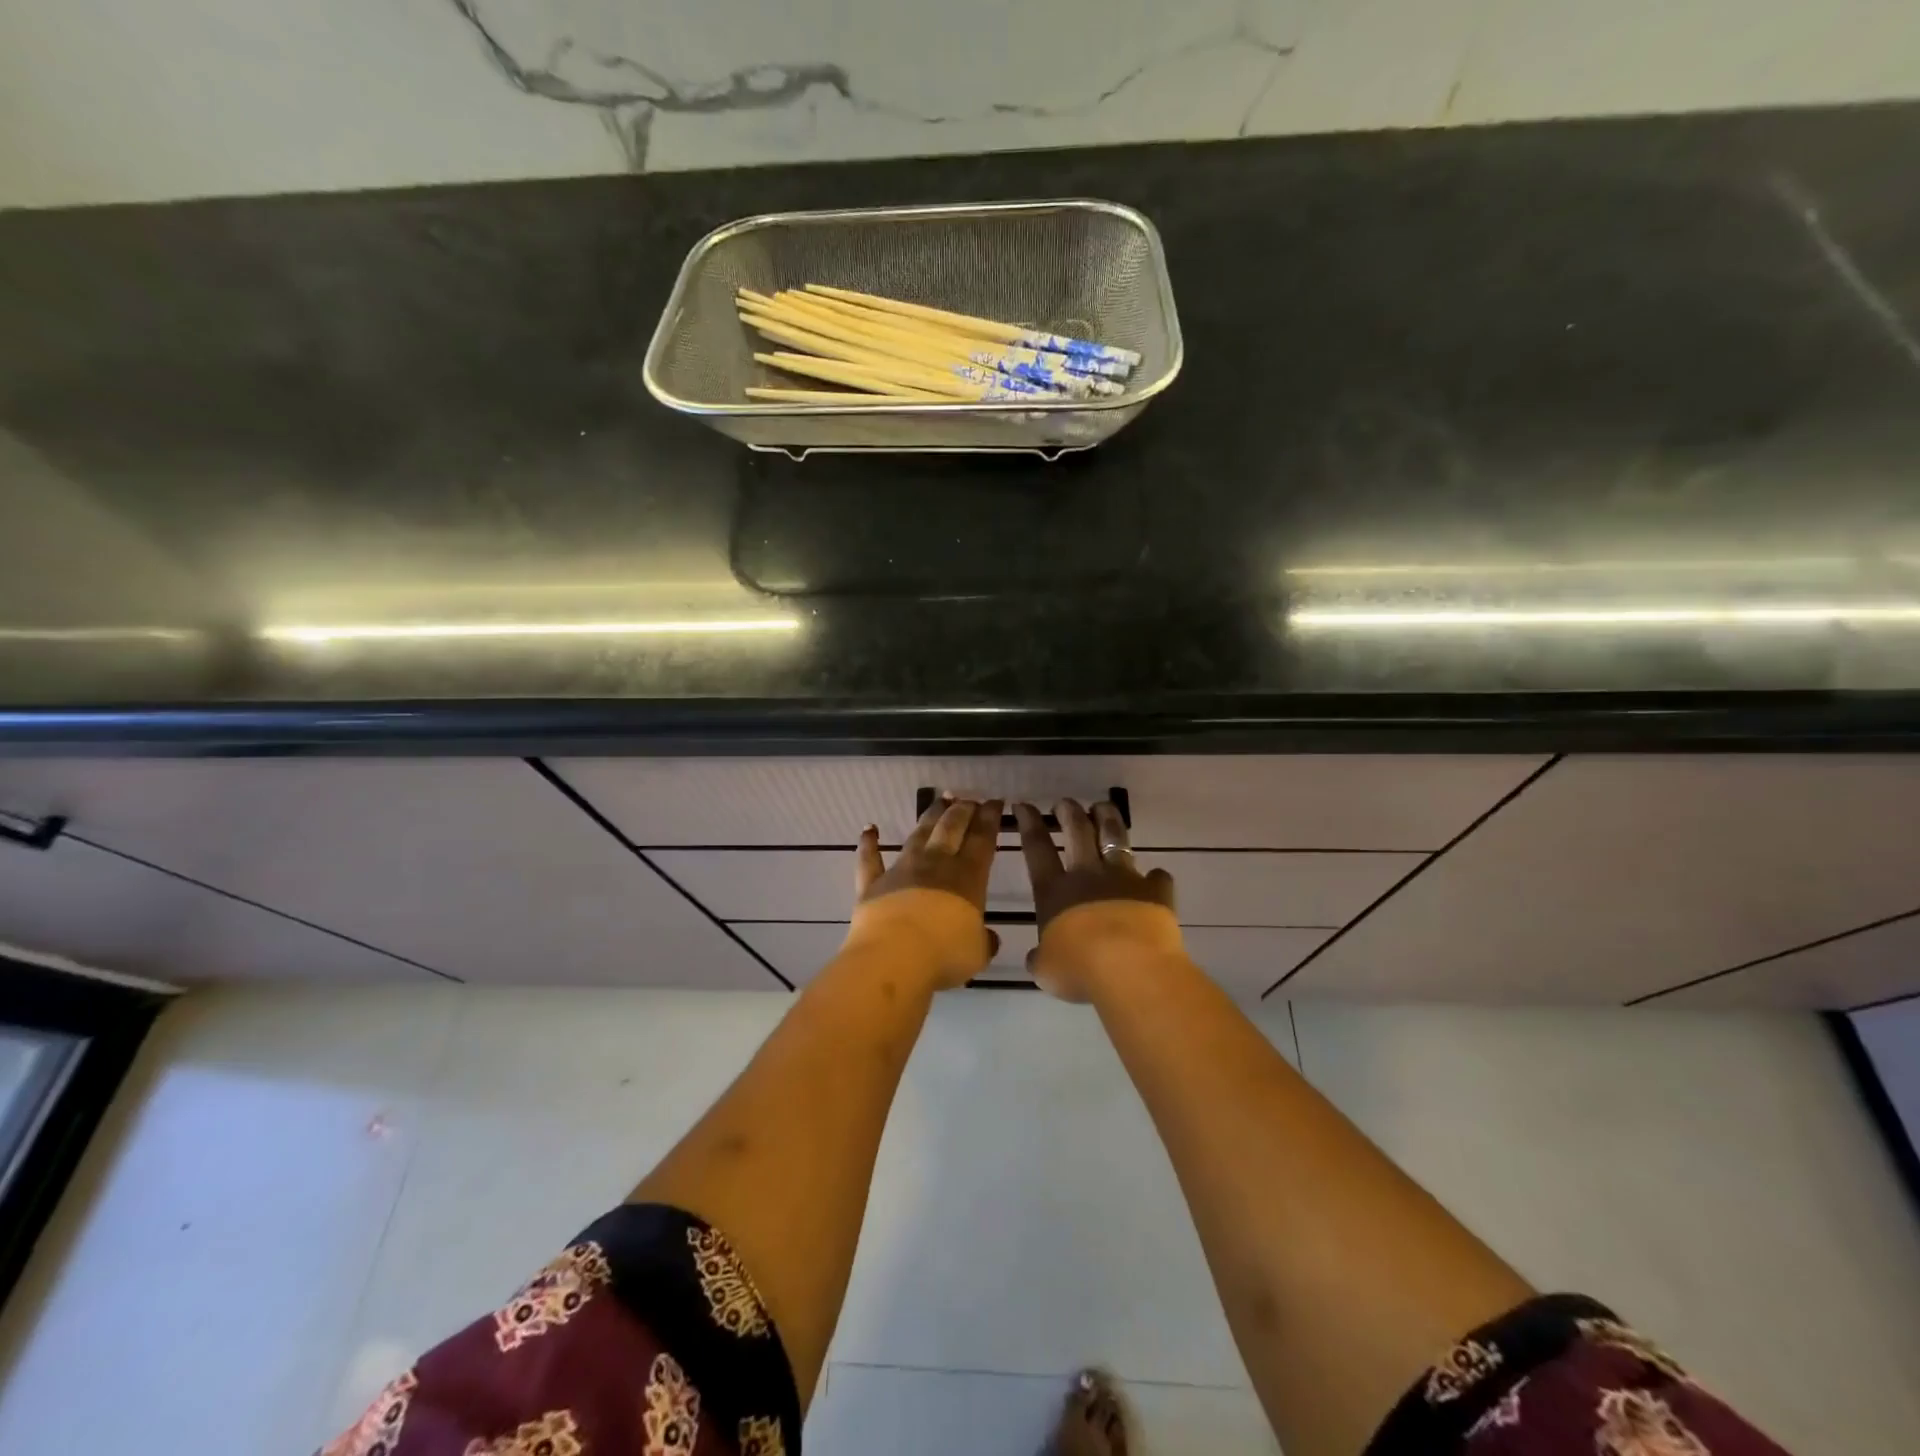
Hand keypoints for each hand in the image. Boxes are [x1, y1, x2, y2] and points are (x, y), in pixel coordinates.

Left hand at [846, 796, 1002, 990]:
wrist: (894, 958)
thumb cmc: (944, 955)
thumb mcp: (977, 953)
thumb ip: (983, 941)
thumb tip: (989, 938)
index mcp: (967, 877)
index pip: (982, 839)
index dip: (990, 818)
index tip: (995, 802)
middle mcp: (935, 864)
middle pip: (951, 828)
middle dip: (962, 810)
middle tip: (969, 799)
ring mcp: (902, 871)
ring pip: (918, 835)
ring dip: (930, 816)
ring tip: (939, 801)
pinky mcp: (872, 884)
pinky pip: (869, 859)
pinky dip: (869, 843)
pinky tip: (869, 829)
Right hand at [1013, 799, 1183, 1002]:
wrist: (1129, 967)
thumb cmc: (1079, 969)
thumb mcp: (1046, 970)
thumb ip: (1042, 958)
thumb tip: (1038, 957)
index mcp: (1054, 891)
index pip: (1037, 848)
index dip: (1029, 823)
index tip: (1024, 805)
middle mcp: (1087, 875)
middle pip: (1077, 831)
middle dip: (1069, 812)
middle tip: (1066, 803)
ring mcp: (1123, 878)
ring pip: (1115, 838)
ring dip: (1108, 819)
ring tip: (1104, 807)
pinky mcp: (1155, 891)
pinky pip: (1157, 878)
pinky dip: (1155, 878)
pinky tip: (1156, 877)